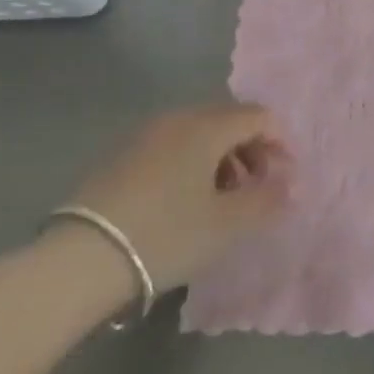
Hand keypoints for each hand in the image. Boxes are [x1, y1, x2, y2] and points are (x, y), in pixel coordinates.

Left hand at [56, 102, 292, 292]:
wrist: (81, 258)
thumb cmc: (166, 234)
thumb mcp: (226, 225)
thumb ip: (266, 201)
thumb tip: (292, 186)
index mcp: (208, 125)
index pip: (258, 116)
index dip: (279, 142)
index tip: (284, 178)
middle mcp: (178, 117)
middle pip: (228, 120)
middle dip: (250, 151)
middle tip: (255, 190)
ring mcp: (146, 133)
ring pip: (198, 133)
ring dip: (221, 159)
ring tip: (220, 201)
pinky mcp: (121, 154)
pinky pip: (172, 146)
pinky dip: (191, 164)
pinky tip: (183, 203)